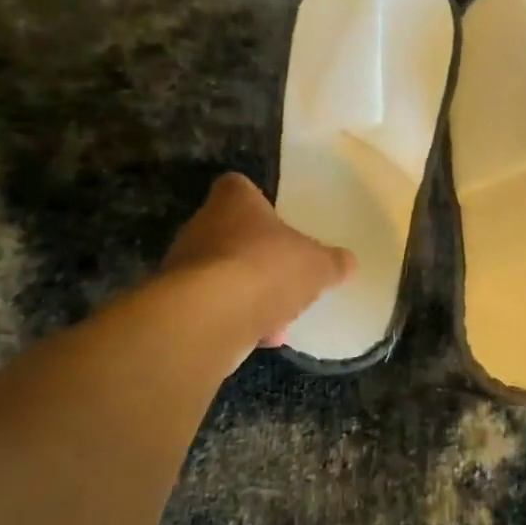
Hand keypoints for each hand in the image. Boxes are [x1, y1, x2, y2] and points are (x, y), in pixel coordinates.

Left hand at [163, 173, 353, 347]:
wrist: (209, 318)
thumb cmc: (266, 269)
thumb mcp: (317, 265)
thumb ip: (332, 262)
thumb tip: (347, 261)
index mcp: (234, 201)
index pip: (239, 187)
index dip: (258, 202)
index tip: (278, 223)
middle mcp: (202, 225)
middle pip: (232, 234)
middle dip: (258, 257)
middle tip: (286, 276)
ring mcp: (184, 266)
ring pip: (223, 274)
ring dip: (249, 294)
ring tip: (279, 318)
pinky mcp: (178, 304)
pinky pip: (214, 307)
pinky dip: (236, 320)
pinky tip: (261, 337)